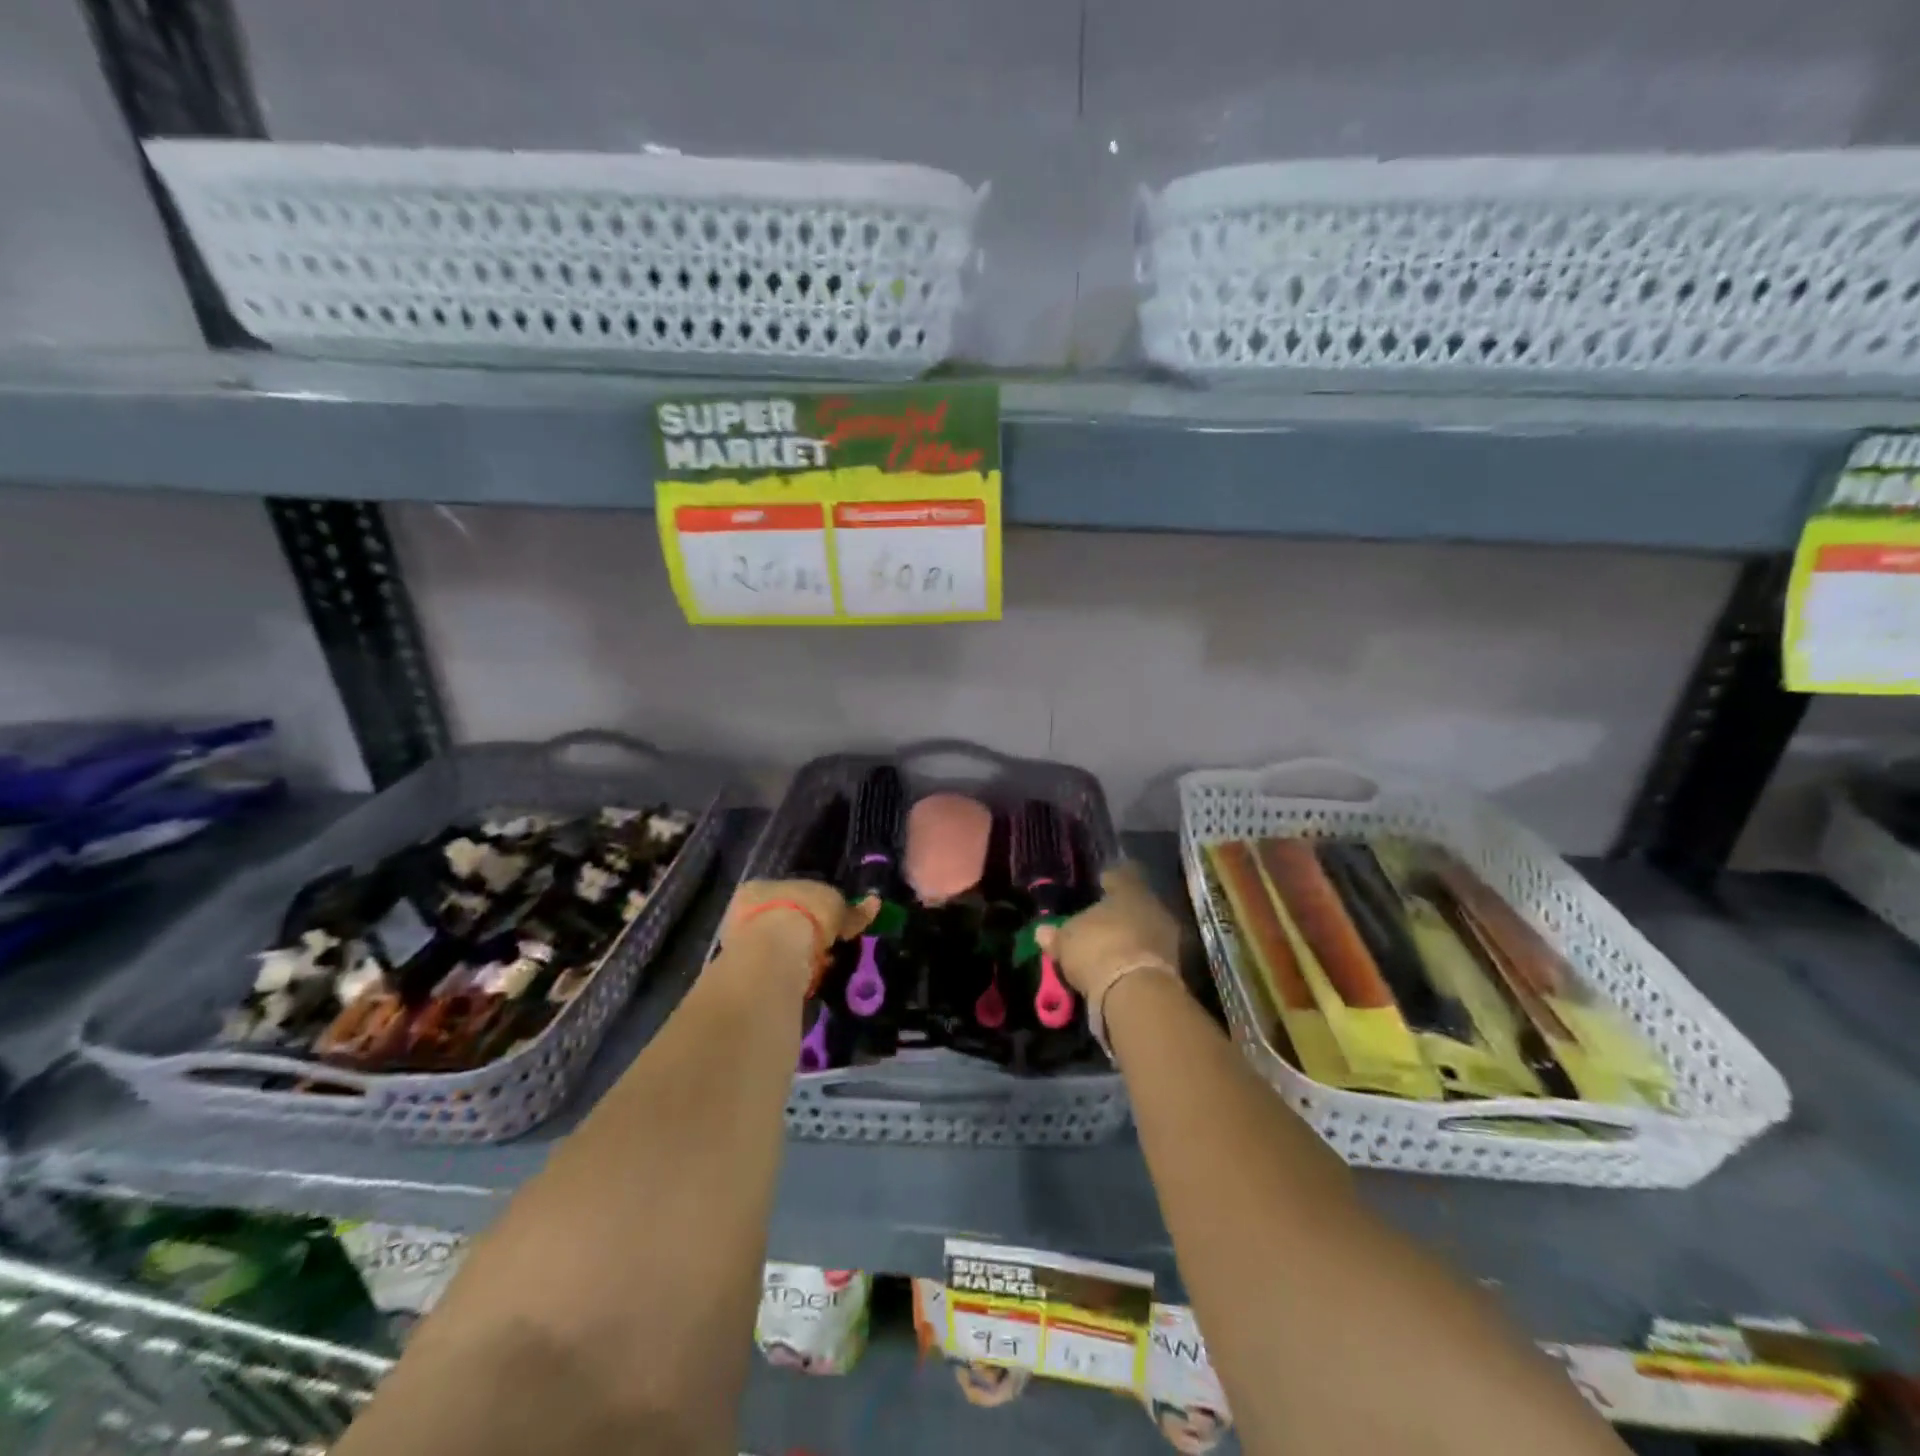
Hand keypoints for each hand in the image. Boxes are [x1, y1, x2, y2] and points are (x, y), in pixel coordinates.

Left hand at [719, 879, 879, 992]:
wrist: (772, 950)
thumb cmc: (805, 913)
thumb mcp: (836, 907)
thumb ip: (853, 910)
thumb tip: (874, 902)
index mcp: (763, 885)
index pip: (790, 892)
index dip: (811, 906)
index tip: (828, 922)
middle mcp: (745, 908)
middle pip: (780, 917)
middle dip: (801, 931)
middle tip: (824, 946)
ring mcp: (739, 939)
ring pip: (773, 944)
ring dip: (793, 953)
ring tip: (816, 966)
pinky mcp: (740, 968)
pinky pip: (772, 967)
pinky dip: (788, 971)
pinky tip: (802, 978)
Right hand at [1037, 864, 1181, 1004]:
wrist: (1136, 993)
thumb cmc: (1097, 949)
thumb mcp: (1066, 941)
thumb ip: (1056, 934)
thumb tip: (1042, 931)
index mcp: (1130, 890)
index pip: (1122, 875)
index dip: (1109, 880)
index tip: (1101, 884)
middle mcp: (1154, 906)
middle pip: (1136, 904)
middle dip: (1121, 913)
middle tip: (1102, 921)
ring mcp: (1168, 937)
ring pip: (1146, 929)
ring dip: (1131, 937)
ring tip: (1110, 948)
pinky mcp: (1174, 967)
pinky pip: (1150, 954)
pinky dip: (1136, 958)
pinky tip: (1121, 967)